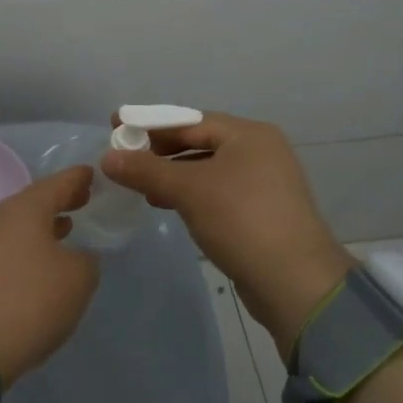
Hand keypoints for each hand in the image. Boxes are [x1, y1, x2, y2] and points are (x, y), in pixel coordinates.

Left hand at [0, 166, 99, 388]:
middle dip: (59, 201)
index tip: (92, 174)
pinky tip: (38, 263)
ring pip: (18, 227)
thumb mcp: (77, 279)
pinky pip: (6, 249)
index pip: (57, 183)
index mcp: (26, 209)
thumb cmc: (30, 300)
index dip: (77, 178)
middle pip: (34, 202)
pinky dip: (27, 248)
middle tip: (82, 200)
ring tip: (64, 229)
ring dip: (42, 227)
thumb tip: (77, 257)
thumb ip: (85, 261)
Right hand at [102, 111, 349, 360]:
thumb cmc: (241, 221)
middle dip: (160, 151)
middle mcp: (260, 151)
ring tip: (140, 186)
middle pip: (199, 142)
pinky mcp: (261, 211)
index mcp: (248, 134)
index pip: (189, 120)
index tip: (116, 126)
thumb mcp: (188, 190)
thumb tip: (107, 157)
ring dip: (172, 175)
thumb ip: (146, 170)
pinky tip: (166, 205)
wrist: (295, 282)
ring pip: (207, 168)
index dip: (149, 124)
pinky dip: (190, 194)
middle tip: (124, 158)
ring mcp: (263, 182)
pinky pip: (216, 191)